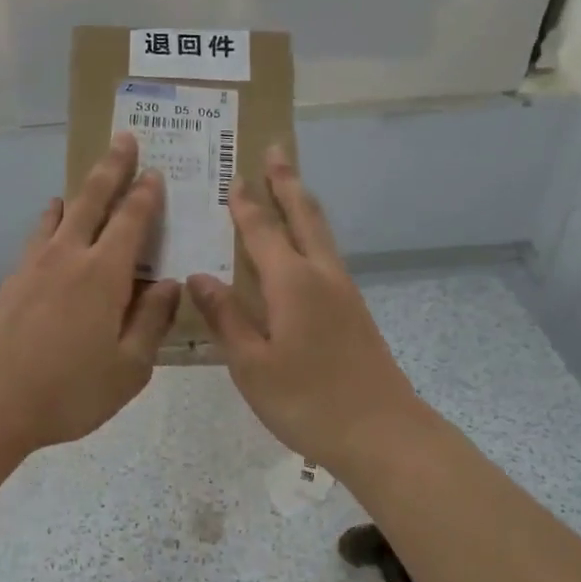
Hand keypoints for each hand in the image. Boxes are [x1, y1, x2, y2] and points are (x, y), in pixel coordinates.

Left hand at [0, 133, 180, 454]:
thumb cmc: (67, 390)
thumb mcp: (128, 368)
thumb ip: (152, 321)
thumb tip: (168, 284)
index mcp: (104, 274)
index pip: (131, 220)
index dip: (146, 194)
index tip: (155, 171)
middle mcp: (68, 256)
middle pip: (92, 199)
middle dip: (111, 167)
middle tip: (124, 138)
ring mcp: (34, 265)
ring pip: (60, 213)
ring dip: (78, 191)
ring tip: (86, 181)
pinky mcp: (11, 280)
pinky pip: (38, 235)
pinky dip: (52, 220)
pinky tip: (52, 226)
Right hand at [188, 146, 425, 472]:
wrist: (381, 432)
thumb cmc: (307, 400)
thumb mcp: (252, 364)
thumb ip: (225, 317)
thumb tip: (199, 276)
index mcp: (291, 282)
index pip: (261, 231)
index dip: (246, 204)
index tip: (234, 176)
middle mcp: (321, 275)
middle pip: (303, 216)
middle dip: (287, 182)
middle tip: (276, 149)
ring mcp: (344, 291)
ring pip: (321, 233)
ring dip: (303, 203)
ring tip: (290, 185)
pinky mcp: (354, 310)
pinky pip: (328, 255)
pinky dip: (312, 234)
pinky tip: (304, 248)